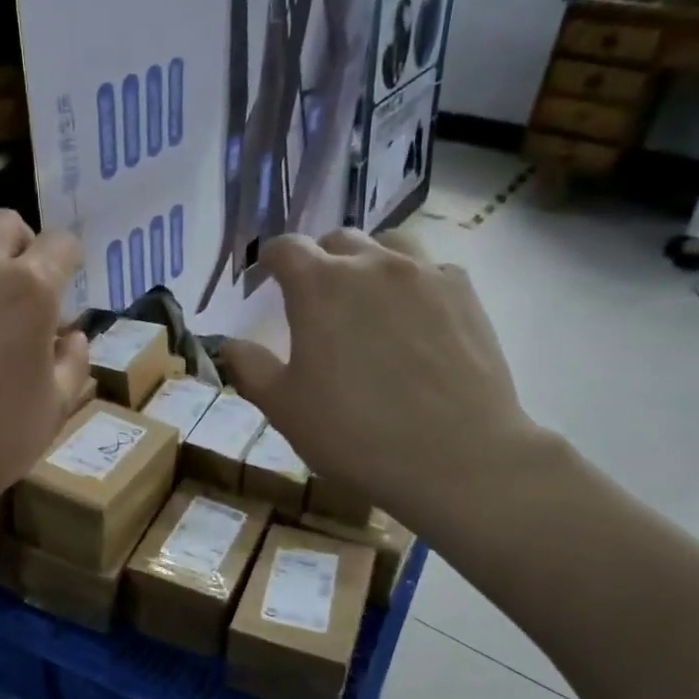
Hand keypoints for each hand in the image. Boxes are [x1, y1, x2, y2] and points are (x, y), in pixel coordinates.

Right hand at [219, 229, 550, 543]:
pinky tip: (414, 317)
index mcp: (319, 286)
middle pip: (338, 240)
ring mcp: (425, 275)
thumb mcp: (284, 409)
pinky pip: (433, 270)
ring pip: (390, 245)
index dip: (269, 259)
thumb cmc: (354, 435)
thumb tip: (232, 343)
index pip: (285, 248)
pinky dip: (414, 282)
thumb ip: (250, 368)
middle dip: (319, 259)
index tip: (264, 278)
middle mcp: (372, 265)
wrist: (456, 458)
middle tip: (314, 295)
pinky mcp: (466, 295)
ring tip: (366, 295)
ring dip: (369, 261)